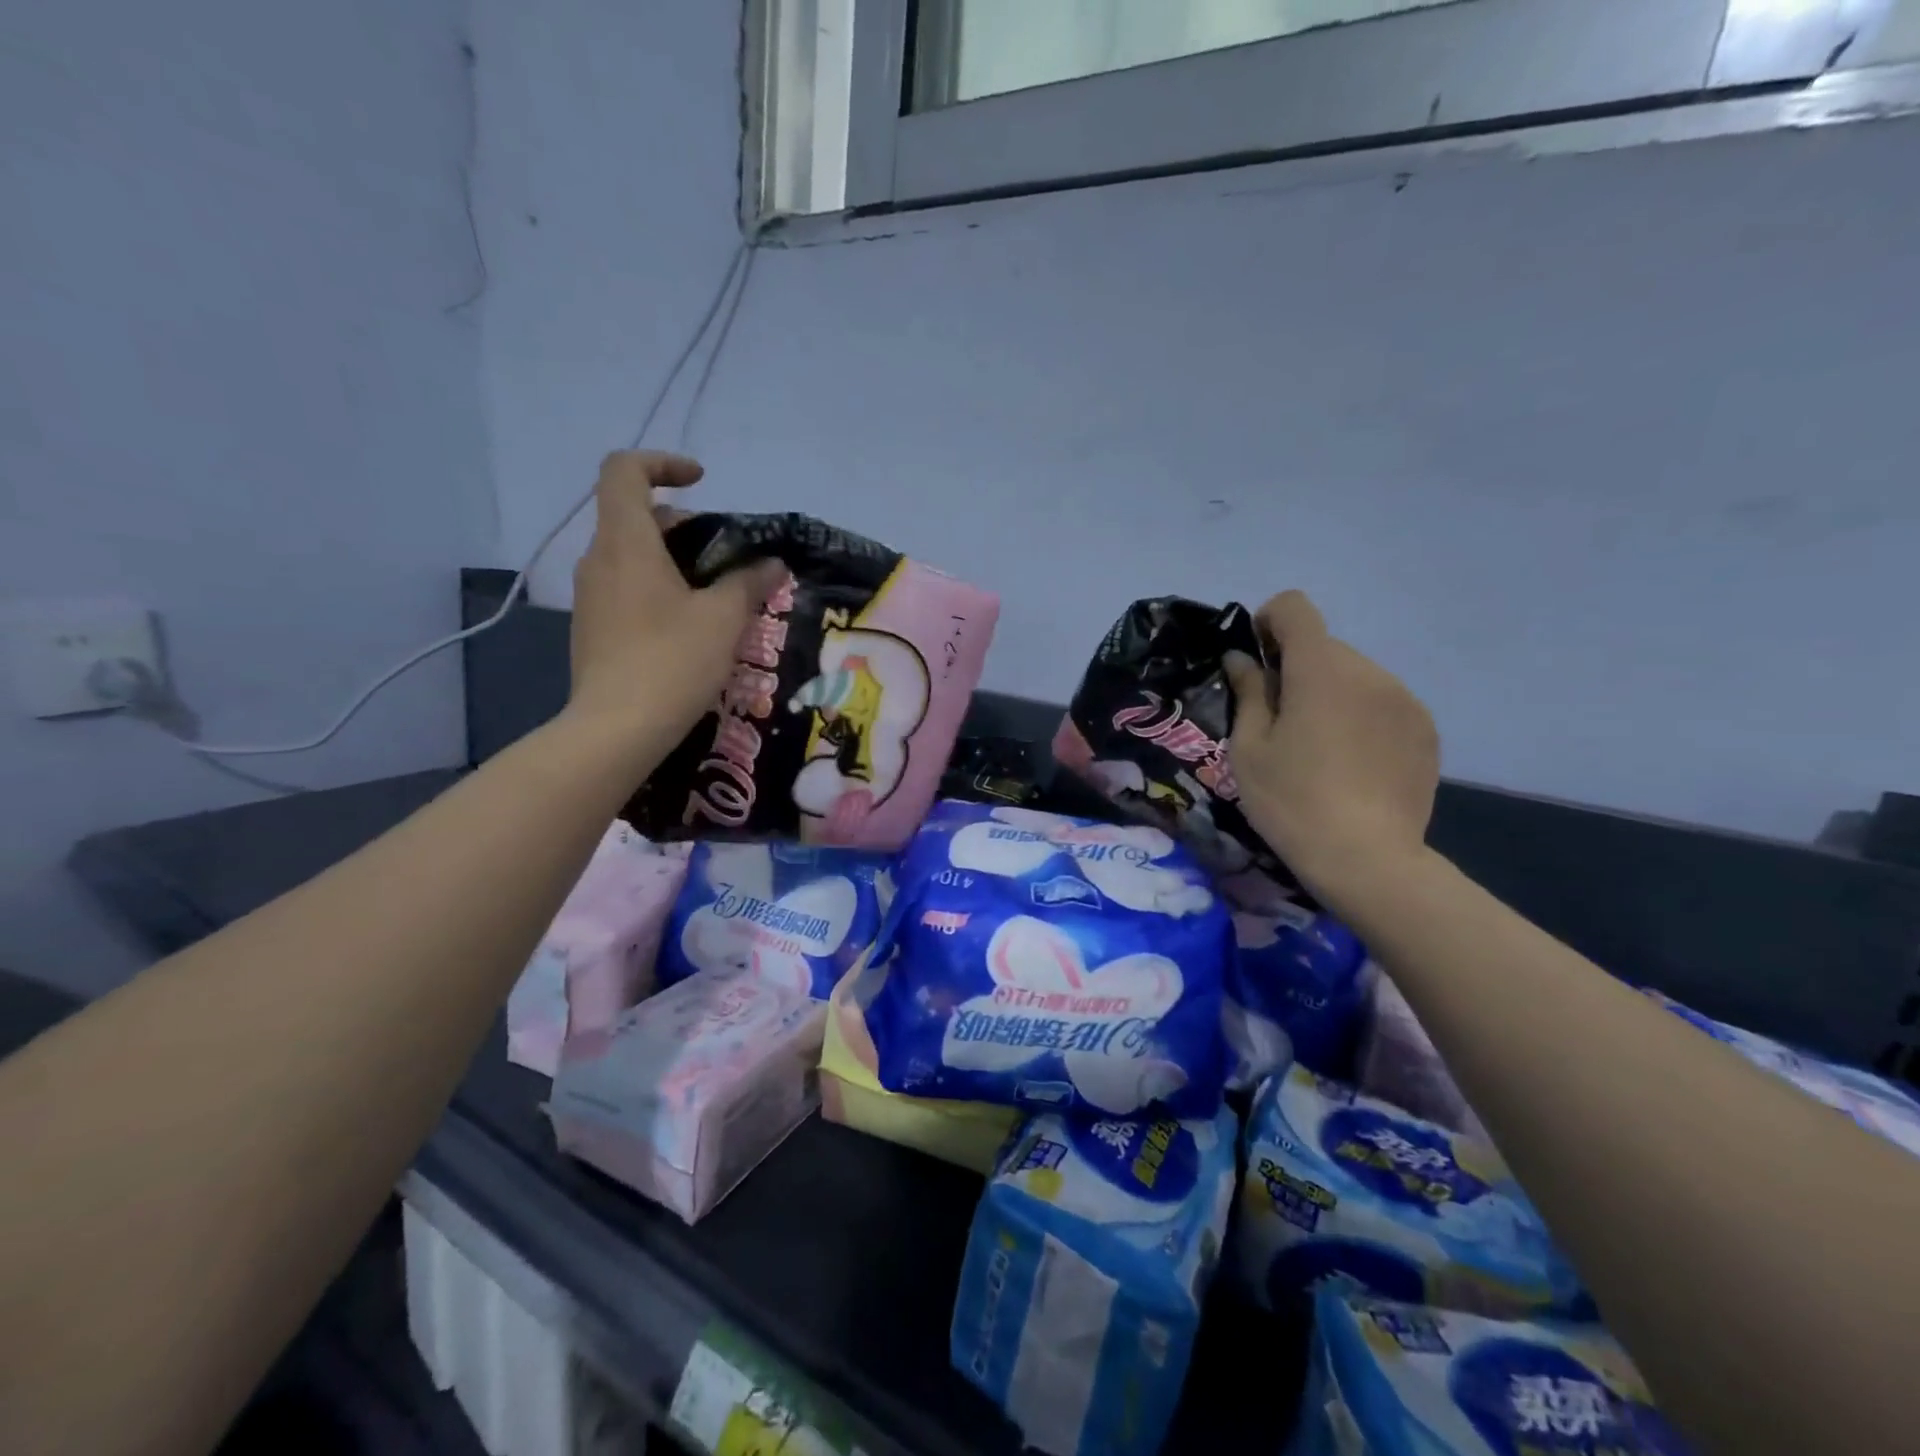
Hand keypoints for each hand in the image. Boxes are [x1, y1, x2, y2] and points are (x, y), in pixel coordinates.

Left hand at [566, 451, 784, 745]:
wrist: (617, 730)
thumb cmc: (672, 661)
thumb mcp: (724, 619)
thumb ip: (749, 582)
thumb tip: (773, 564)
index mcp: (625, 543)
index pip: (624, 471)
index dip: (663, 463)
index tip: (702, 481)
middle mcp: (598, 560)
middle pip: (635, 516)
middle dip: (684, 524)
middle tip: (726, 555)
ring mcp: (591, 597)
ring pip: (632, 555)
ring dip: (674, 560)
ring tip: (717, 595)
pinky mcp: (593, 629)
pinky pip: (627, 588)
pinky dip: (659, 588)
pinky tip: (691, 627)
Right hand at [1224, 591, 1438, 911]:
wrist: (1367, 859)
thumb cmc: (1292, 801)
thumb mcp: (1249, 748)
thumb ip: (1248, 692)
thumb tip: (1243, 659)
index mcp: (1320, 670)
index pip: (1296, 608)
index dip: (1269, 622)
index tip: (1258, 660)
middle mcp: (1368, 671)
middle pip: (1324, 647)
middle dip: (1297, 669)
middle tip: (1281, 720)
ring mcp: (1403, 699)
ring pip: (1354, 675)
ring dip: (1330, 693)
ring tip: (1320, 748)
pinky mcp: (1424, 729)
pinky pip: (1381, 703)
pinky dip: (1360, 716)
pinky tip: (1352, 763)